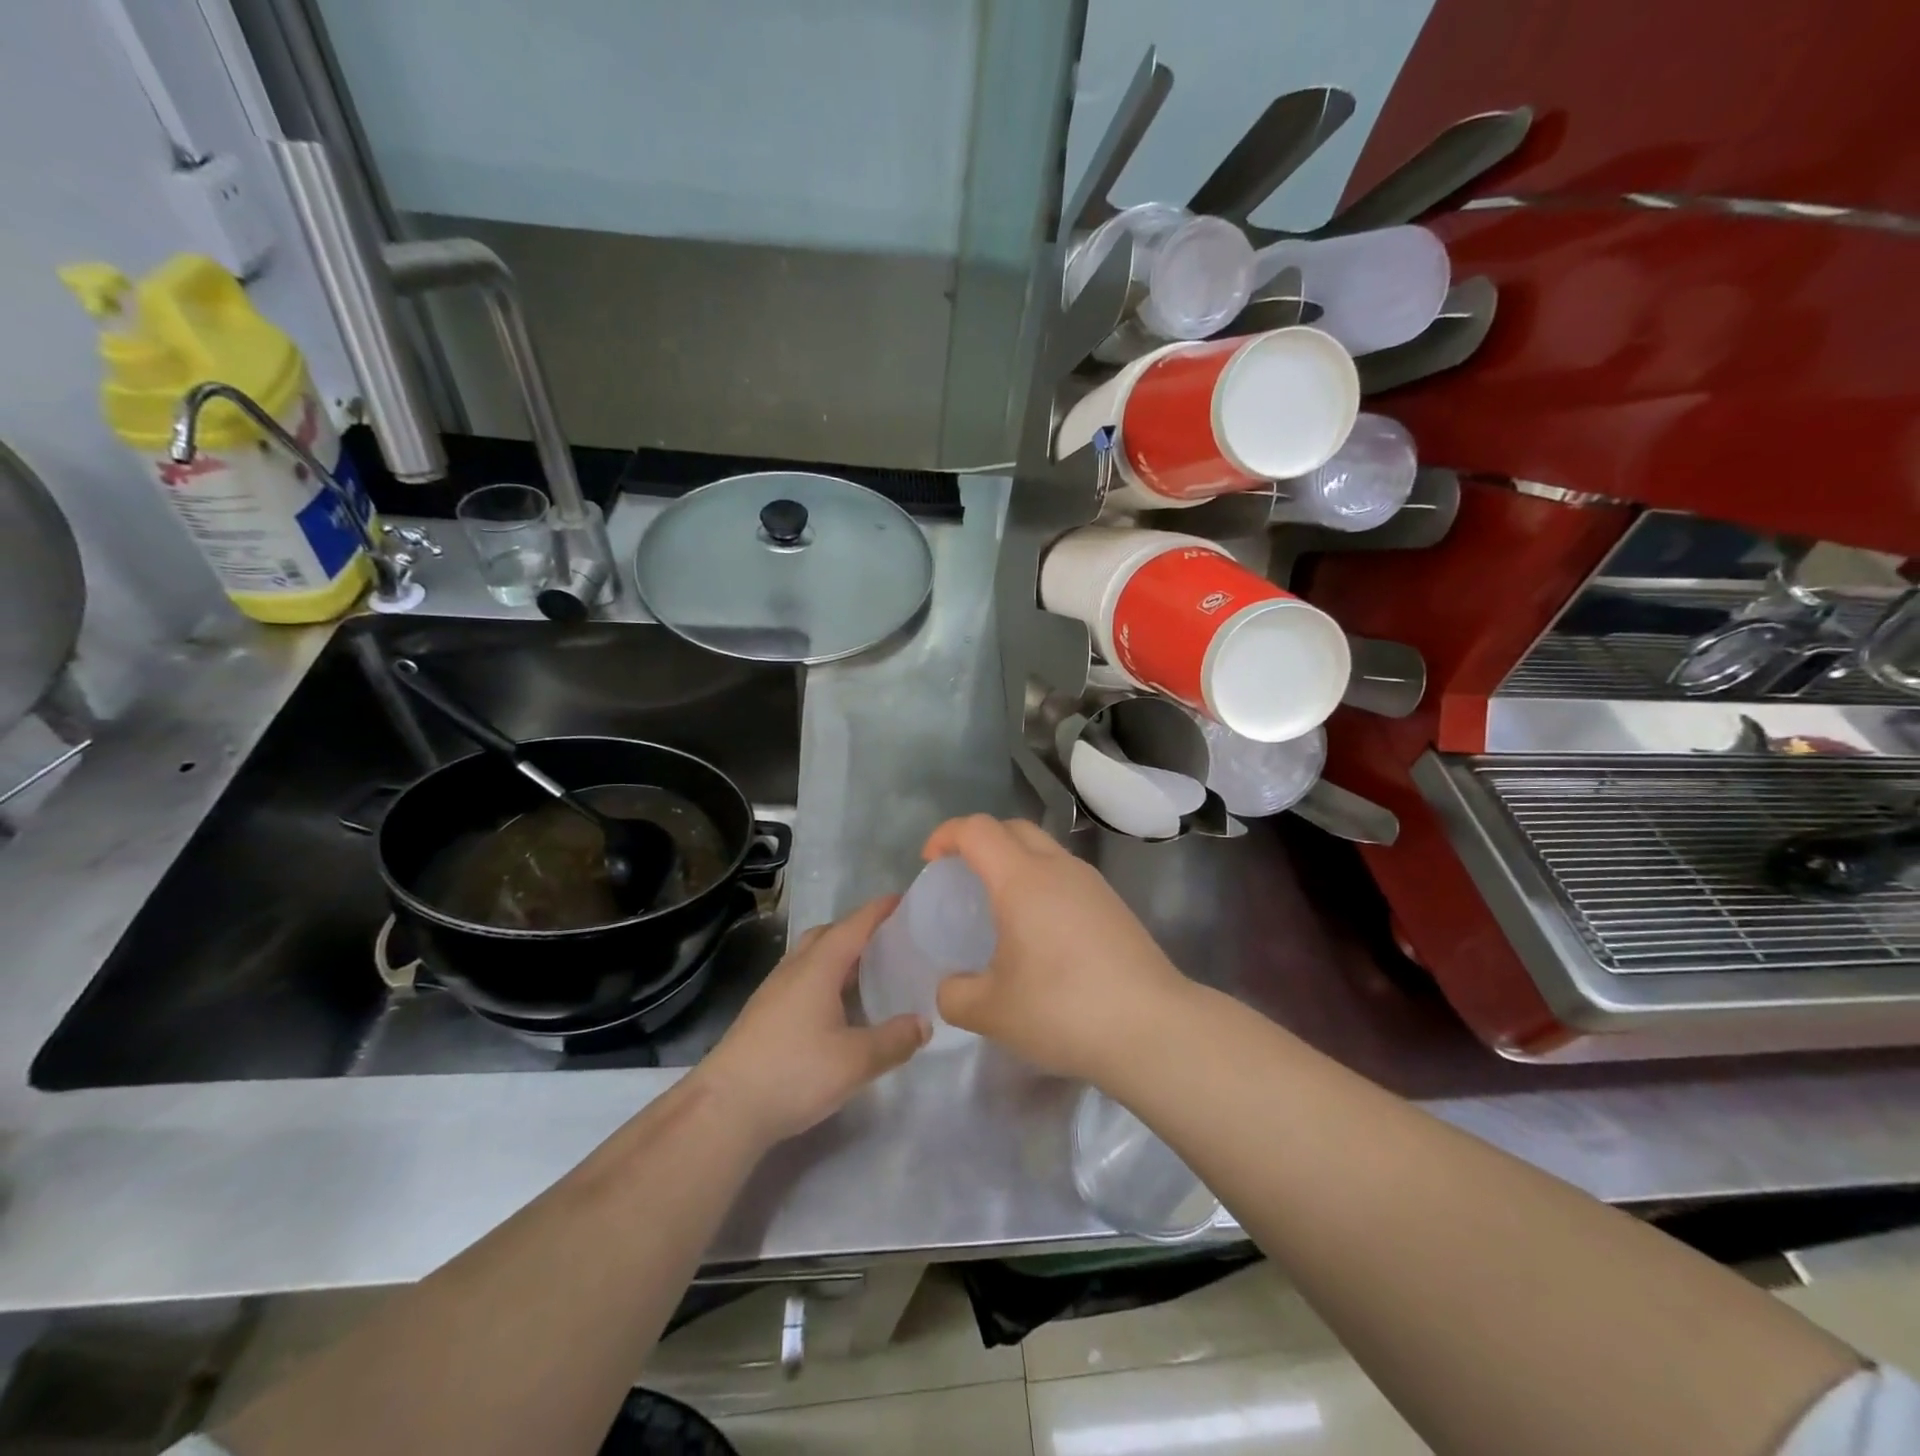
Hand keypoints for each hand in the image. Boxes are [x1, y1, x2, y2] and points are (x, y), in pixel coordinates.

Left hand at [692, 896, 929, 1147]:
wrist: (724, 1109)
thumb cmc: (793, 1073)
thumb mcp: (856, 1061)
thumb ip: (894, 1040)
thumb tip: (923, 1023)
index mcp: (818, 967)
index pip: (854, 925)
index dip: (880, 910)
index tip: (905, 900)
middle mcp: (794, 969)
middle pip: (828, 934)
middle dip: (858, 930)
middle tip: (890, 940)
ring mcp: (774, 991)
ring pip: (811, 957)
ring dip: (839, 956)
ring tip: (868, 972)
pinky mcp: (763, 1014)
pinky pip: (801, 980)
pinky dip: (825, 979)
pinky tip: (837, 1007)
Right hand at [925, 815, 1186, 1081]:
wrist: (1153, 1028)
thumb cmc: (1064, 1010)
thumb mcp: (992, 1012)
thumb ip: (955, 995)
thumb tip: (951, 988)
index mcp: (1022, 879)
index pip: (977, 830)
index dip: (946, 836)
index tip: (930, 862)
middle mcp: (1058, 868)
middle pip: (1012, 828)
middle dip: (979, 841)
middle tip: (961, 878)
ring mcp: (1092, 884)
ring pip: (1044, 850)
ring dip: (1014, 862)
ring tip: (999, 907)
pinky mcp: (1114, 906)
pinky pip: (1066, 876)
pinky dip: (1041, 884)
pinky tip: (1040, 933)